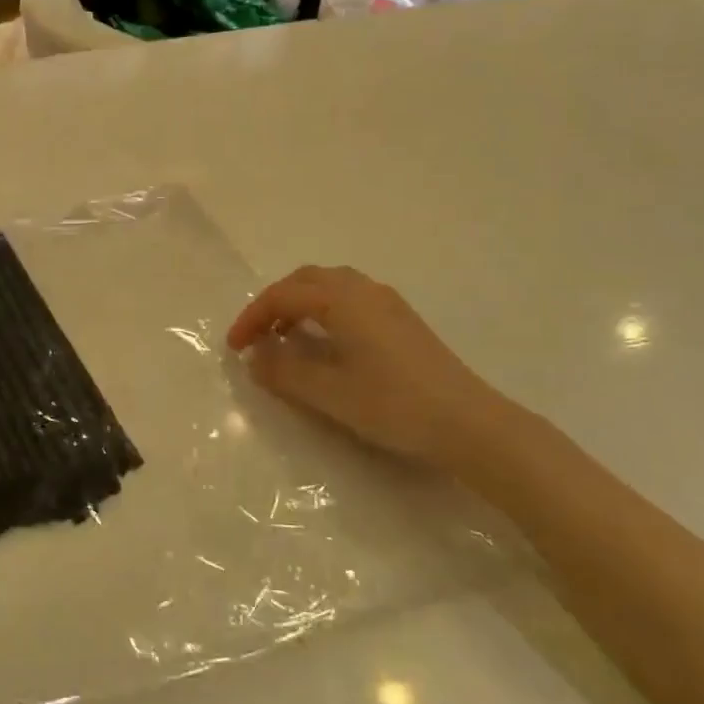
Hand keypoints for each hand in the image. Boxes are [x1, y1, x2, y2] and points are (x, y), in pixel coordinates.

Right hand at [227, 265, 516, 470]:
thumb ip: (284, 372)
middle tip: (257, 336)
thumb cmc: (393, 404)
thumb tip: (255, 358)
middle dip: (274, 303)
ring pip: (330, 286)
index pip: (282, 295)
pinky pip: (350, 299)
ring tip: (286, 338)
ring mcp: (387, 303)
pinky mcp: (402, 320)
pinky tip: (326, 343)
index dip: (252, 318)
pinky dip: (324, 310)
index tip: (234, 347)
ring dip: (300, 304)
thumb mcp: (328, 393)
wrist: (469, 423)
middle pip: (306, 280)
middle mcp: (363, 290)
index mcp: (342, 300)